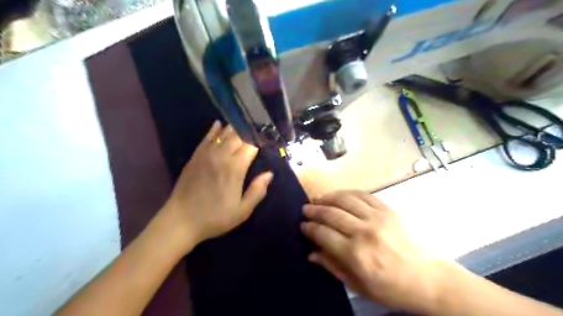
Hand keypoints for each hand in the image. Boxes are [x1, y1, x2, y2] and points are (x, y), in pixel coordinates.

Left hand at [159, 122, 273, 252]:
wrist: (181, 220)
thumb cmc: (215, 217)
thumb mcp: (242, 211)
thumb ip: (257, 191)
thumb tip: (269, 174)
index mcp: (235, 168)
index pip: (251, 145)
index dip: (260, 140)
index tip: (267, 138)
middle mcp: (221, 156)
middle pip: (238, 135)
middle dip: (248, 131)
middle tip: (257, 129)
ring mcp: (206, 154)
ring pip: (223, 134)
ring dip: (234, 128)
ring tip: (243, 123)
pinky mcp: (195, 156)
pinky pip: (207, 137)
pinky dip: (214, 130)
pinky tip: (219, 124)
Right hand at [301, 189, 450, 313]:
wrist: (429, 279)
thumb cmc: (392, 288)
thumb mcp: (359, 286)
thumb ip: (333, 267)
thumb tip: (311, 254)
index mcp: (355, 254)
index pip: (323, 234)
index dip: (310, 228)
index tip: (303, 225)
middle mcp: (364, 232)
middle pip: (331, 214)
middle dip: (314, 210)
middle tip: (305, 209)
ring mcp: (377, 218)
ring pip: (345, 200)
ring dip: (328, 197)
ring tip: (318, 199)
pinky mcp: (388, 210)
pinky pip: (364, 195)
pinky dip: (348, 192)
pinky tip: (339, 194)